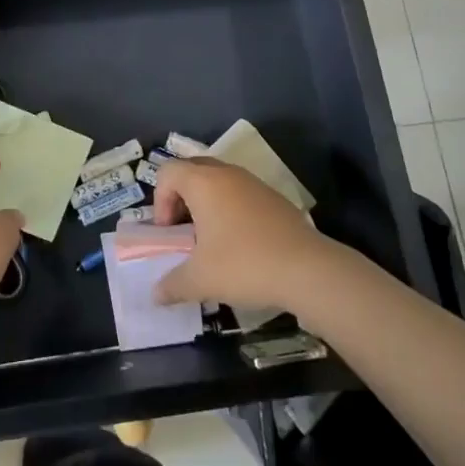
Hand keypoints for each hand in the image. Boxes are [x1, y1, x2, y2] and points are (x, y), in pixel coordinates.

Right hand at [151, 157, 331, 309]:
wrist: (309, 270)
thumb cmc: (244, 264)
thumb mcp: (200, 280)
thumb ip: (172, 285)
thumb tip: (155, 295)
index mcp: (203, 182)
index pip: (167, 172)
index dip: (160, 200)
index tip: (170, 232)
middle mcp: (227, 174)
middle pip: (192, 170)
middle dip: (181, 197)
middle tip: (185, 230)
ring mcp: (254, 183)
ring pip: (219, 181)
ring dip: (208, 203)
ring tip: (212, 239)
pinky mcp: (275, 198)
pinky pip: (242, 193)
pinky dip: (232, 210)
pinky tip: (242, 243)